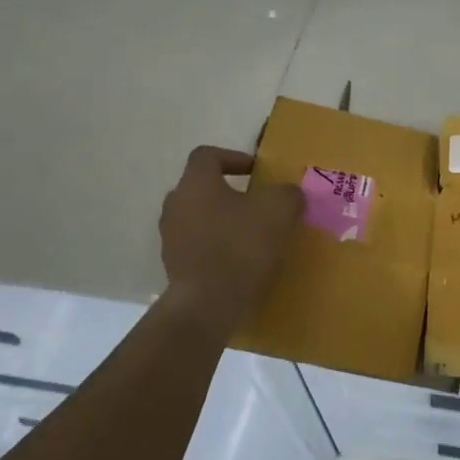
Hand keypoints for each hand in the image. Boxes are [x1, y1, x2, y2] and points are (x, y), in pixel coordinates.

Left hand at [158, 147, 301, 330]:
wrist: (209, 304)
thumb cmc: (242, 246)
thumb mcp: (279, 210)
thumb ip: (287, 194)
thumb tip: (289, 194)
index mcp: (196, 183)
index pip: (207, 156)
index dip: (234, 157)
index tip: (257, 172)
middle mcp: (176, 205)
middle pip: (201, 189)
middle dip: (229, 193)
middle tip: (257, 205)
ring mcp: (171, 239)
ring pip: (199, 219)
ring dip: (223, 223)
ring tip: (252, 236)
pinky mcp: (175, 268)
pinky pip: (199, 248)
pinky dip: (218, 249)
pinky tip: (241, 263)